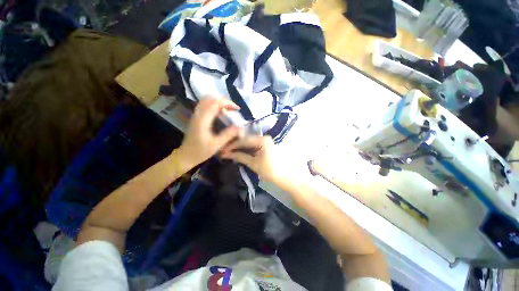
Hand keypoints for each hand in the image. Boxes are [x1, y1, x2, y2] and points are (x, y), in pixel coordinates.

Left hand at [177, 98, 240, 169]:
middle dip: (223, 101)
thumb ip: (228, 135)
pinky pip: (205, 106)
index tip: (237, 109)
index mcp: (203, 120)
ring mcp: (195, 115)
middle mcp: (198, 114)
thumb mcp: (216, 144)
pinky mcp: (196, 118)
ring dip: (218, 103)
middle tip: (233, 109)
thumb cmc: (201, 151)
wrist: (185, 156)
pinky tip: (220, 114)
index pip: (215, 103)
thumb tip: (240, 128)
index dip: (227, 103)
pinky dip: (214, 106)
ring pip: (206, 101)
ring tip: (228, 110)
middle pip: (210, 99)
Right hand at [220, 135, 283, 183]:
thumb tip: (226, 154)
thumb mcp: (253, 163)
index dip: (232, 145)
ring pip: (249, 143)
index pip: (243, 140)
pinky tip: (239, 153)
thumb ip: (240, 156)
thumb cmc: (270, 170)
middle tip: (224, 152)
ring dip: (240, 148)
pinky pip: (253, 146)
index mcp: (262, 139)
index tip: (222, 150)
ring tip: (229, 153)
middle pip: (246, 140)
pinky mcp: (266, 146)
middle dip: (235, 146)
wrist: (285, 177)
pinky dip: (246, 150)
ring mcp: (265, 141)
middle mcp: (263, 137)